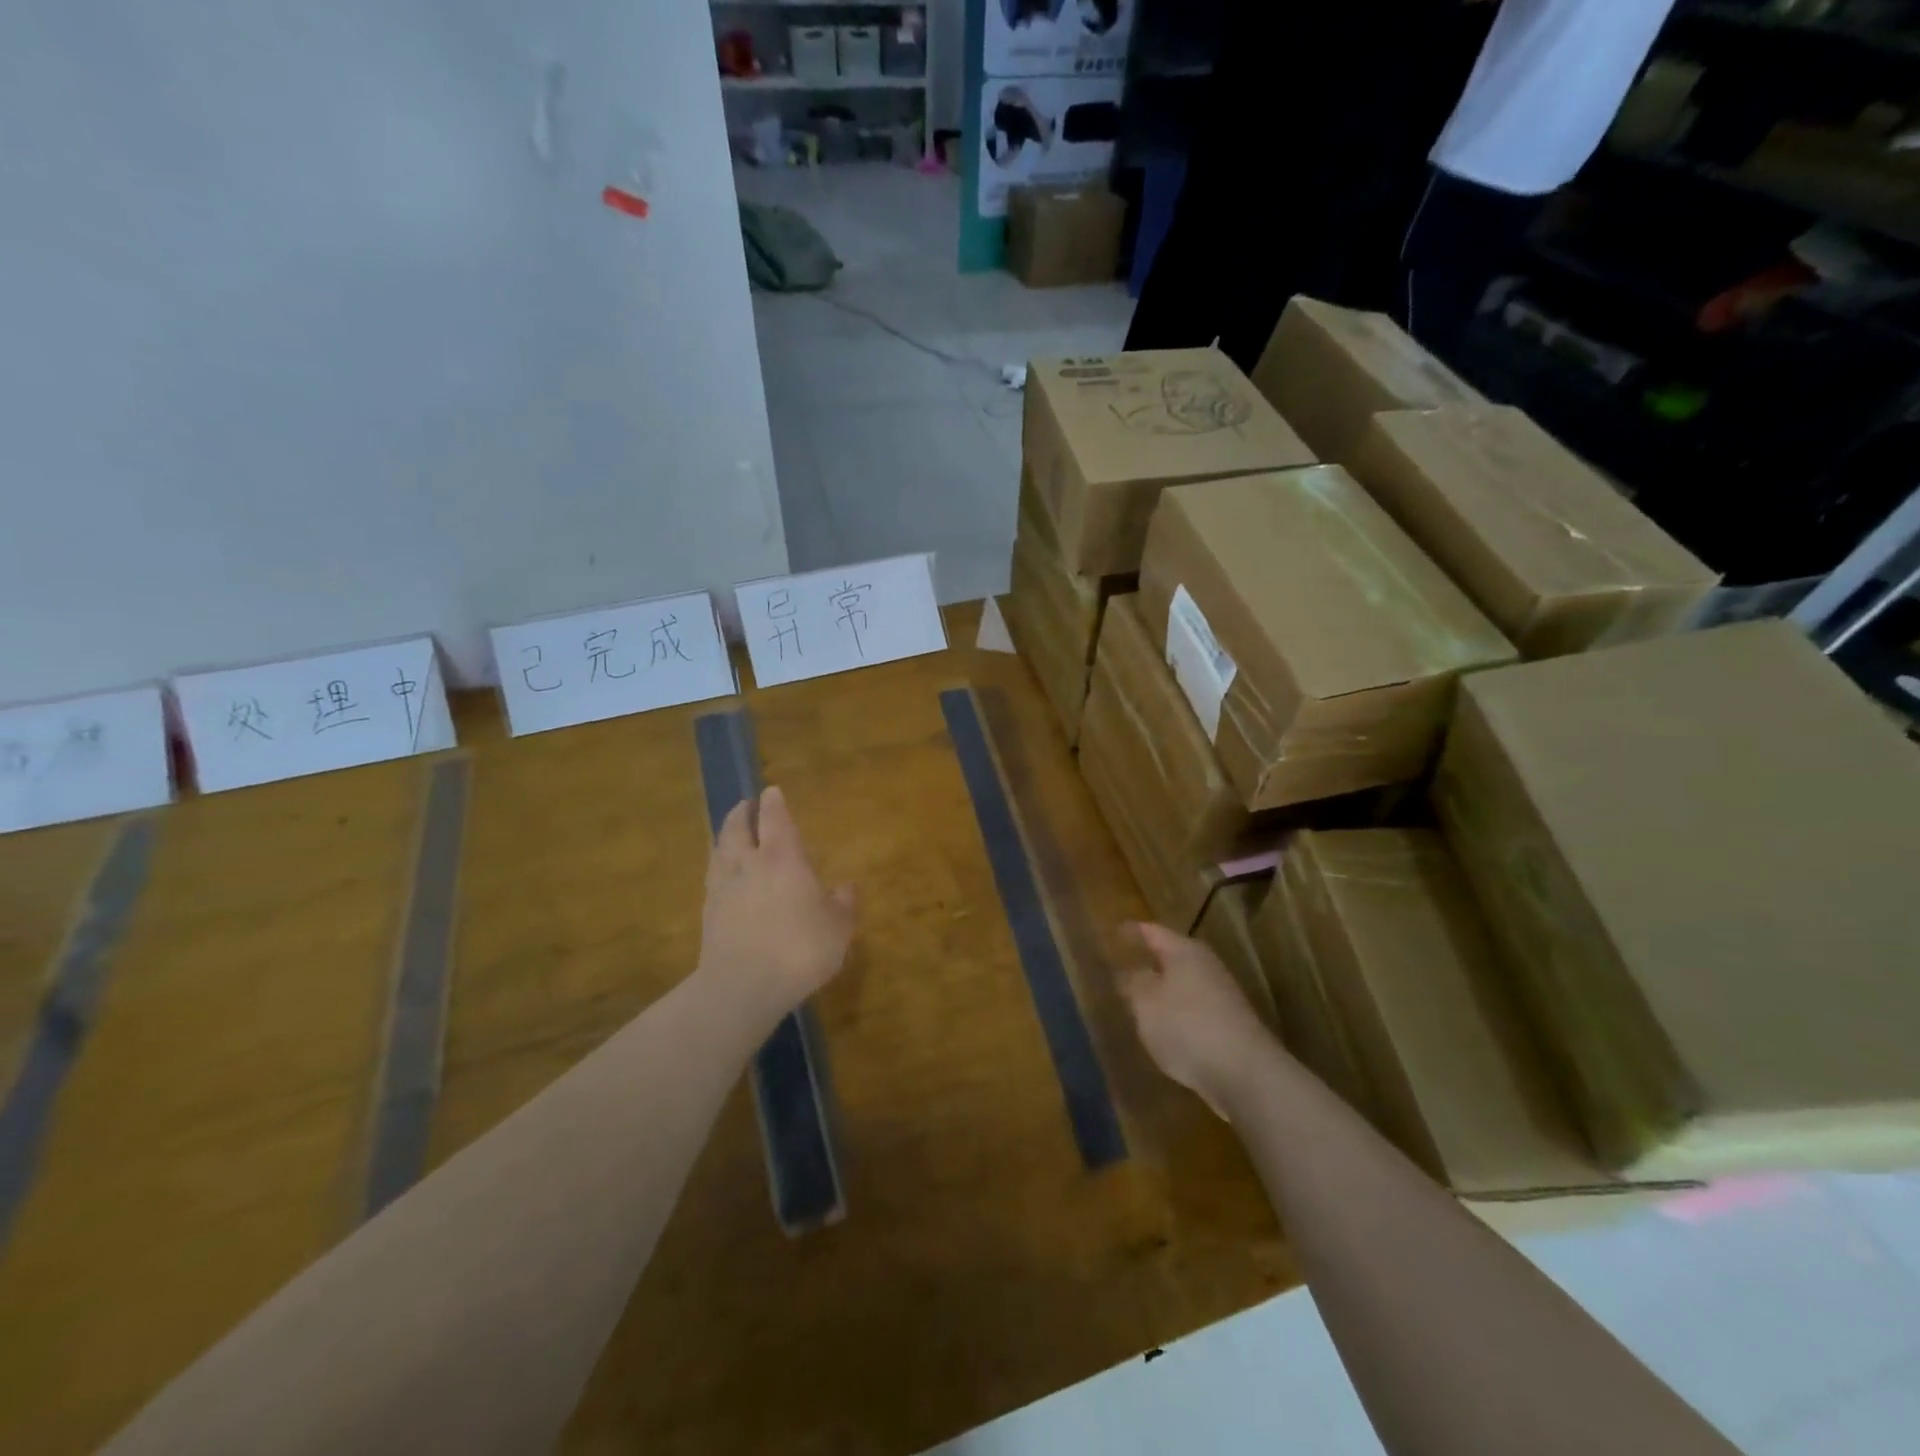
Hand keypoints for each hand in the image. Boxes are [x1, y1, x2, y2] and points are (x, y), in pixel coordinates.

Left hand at [698, 785, 855, 1022]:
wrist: (743, 986)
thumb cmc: (800, 949)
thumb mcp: (837, 929)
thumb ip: (843, 905)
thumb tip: (847, 887)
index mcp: (782, 858)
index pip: (775, 819)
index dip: (773, 803)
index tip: (771, 791)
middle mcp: (748, 864)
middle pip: (738, 828)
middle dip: (742, 814)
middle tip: (745, 806)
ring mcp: (723, 888)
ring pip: (719, 850)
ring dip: (725, 837)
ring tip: (729, 835)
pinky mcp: (708, 914)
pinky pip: (712, 878)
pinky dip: (717, 868)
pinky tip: (721, 876)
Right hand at [1118, 922, 1276, 1117]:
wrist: (1245, 1073)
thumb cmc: (1187, 1026)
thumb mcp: (1145, 1002)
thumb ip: (1133, 982)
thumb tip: (1129, 971)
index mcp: (1184, 950)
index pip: (1152, 931)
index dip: (1131, 932)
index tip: (1112, 934)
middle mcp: (1206, 965)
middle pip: (1171, 956)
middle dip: (1148, 961)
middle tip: (1120, 968)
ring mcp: (1222, 995)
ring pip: (1183, 984)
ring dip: (1162, 990)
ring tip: (1137, 1001)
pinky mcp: (1229, 1024)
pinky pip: (1194, 1009)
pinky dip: (1177, 1013)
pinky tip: (1164, 1029)